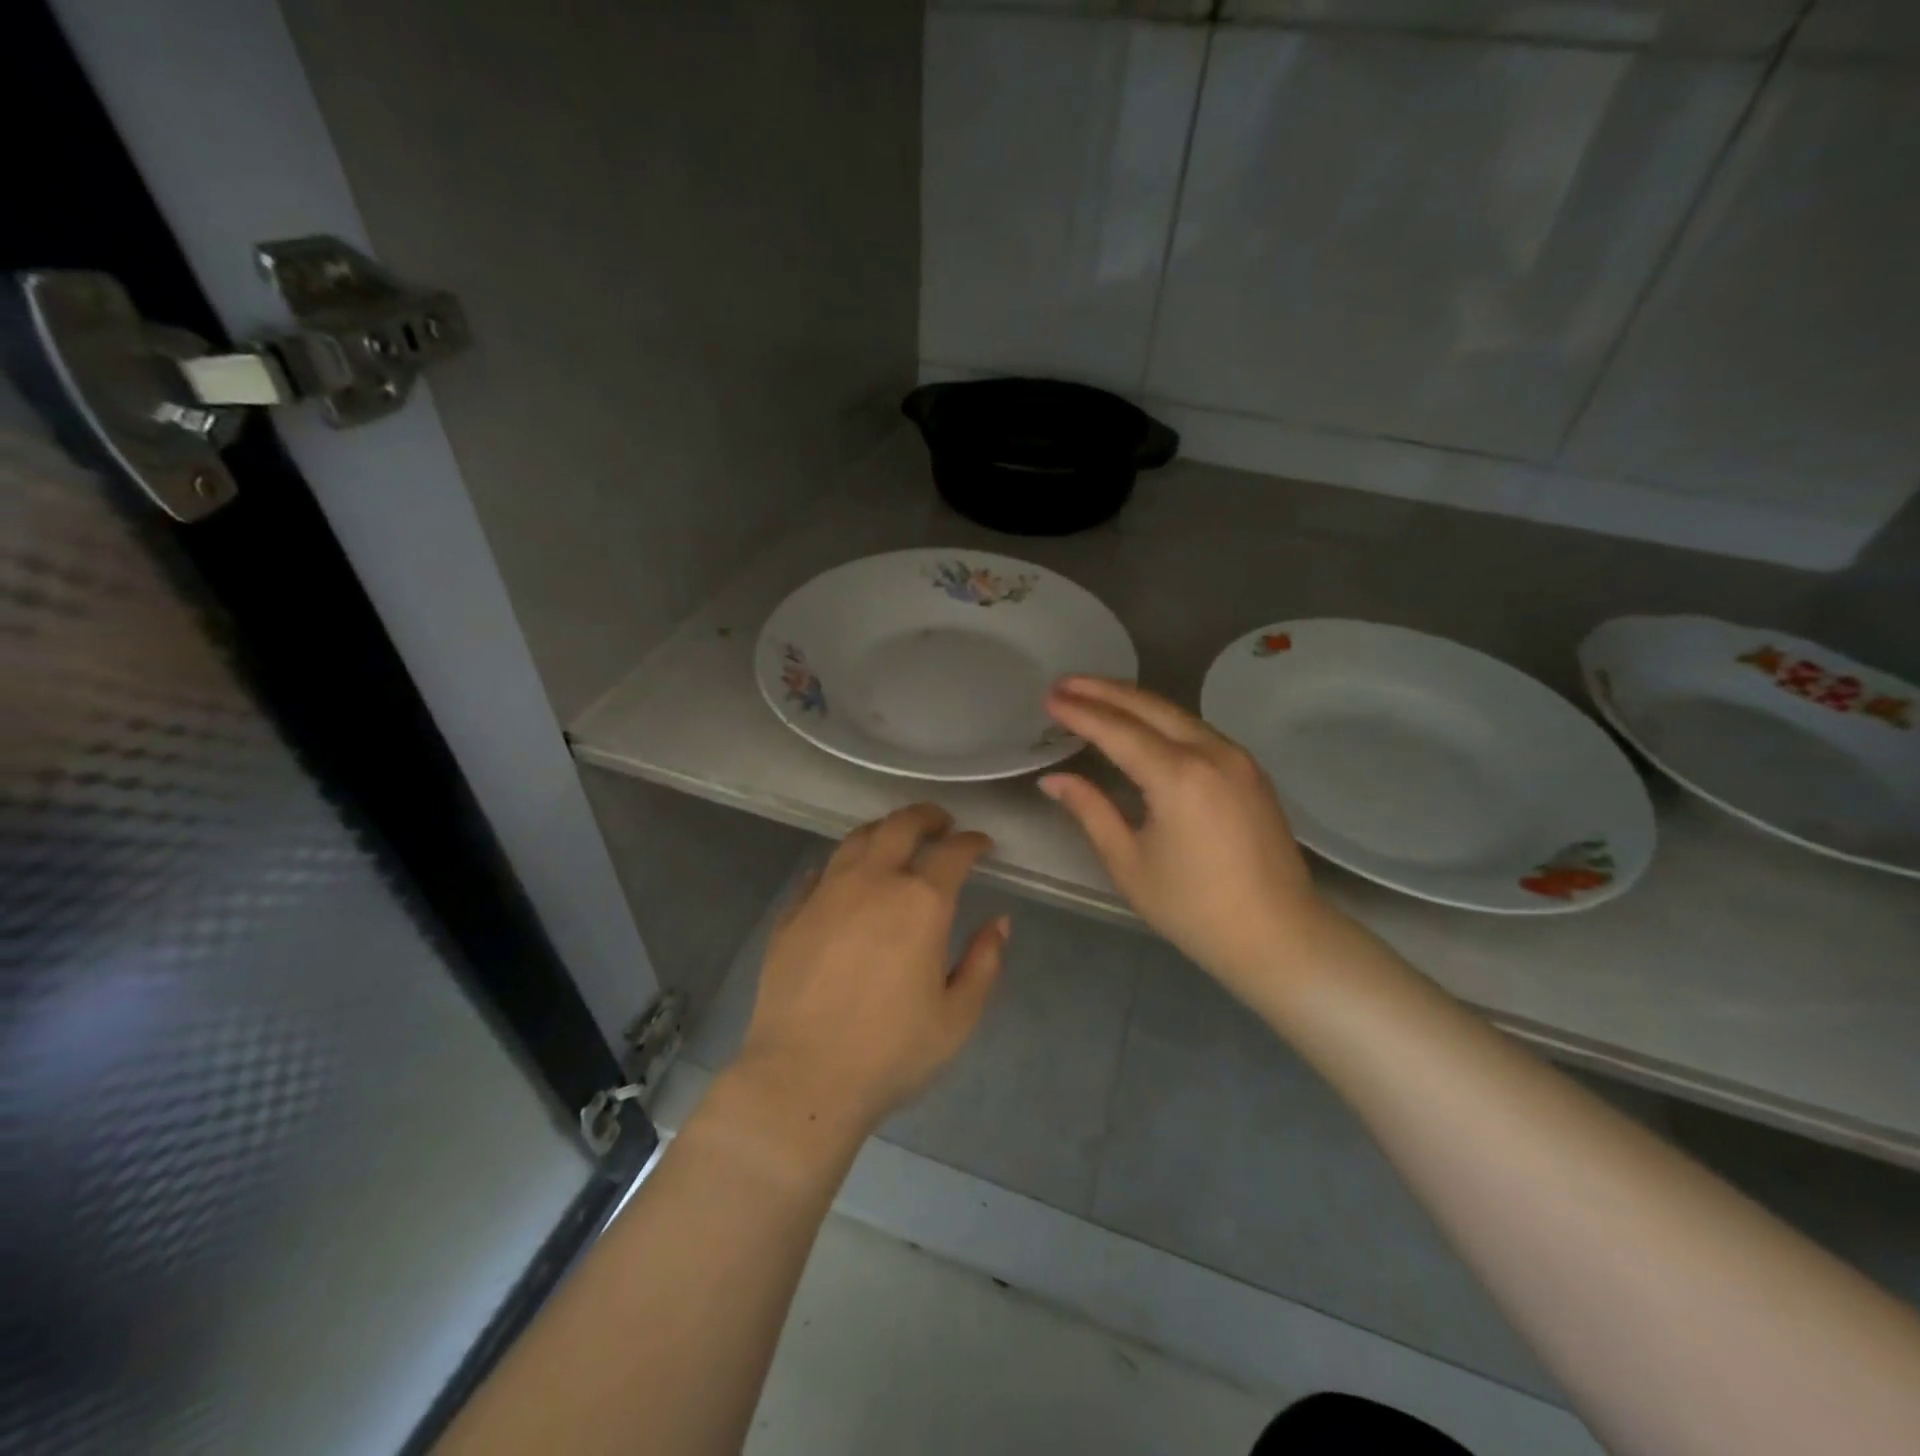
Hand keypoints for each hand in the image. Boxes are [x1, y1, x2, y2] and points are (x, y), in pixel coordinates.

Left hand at [732, 804, 1008, 1138]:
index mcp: (921, 903)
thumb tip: (999, 922)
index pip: (953, 852)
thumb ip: (985, 963)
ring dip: (884, 830)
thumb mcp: (958, 1017)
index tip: (982, 844)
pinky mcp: (792, 912)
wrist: (802, 1077)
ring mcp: (826, 892)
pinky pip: (820, 872)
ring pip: (857, 839)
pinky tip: (845, 878)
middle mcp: (873, 882)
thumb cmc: (891, 1052)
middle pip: (901, 826)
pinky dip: (841, 864)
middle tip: (941, 823)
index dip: (972, 842)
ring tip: (895, 838)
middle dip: (927, 817)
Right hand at [1041, 676, 1331, 1004]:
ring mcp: (1237, 758)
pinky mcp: (1249, 770)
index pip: (1117, 730)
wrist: (1279, 935)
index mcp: (1178, 776)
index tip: (1048, 698)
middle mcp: (1211, 752)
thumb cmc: (1194, 908)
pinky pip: (1196, 729)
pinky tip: (1140, 723)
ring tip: (1094, 694)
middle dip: (1103, 690)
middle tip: (1064, 682)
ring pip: (1176, 713)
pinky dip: (1161, 719)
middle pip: (1148, 706)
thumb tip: (1053, 779)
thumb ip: (1090, 810)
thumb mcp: (1129, 862)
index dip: (1079, 712)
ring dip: (1132, 700)